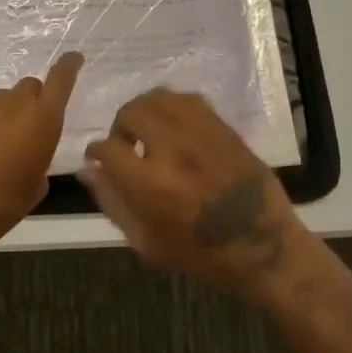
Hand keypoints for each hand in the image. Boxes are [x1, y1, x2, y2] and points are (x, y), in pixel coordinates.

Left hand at [0, 53, 83, 255]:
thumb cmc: (4, 204)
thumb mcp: (36, 185)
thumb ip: (40, 157)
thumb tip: (31, 154)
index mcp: (41, 119)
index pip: (60, 79)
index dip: (68, 66)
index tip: (73, 58)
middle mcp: (11, 103)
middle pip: (28, 87)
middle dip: (30, 102)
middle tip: (25, 128)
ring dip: (1, 117)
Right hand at [80, 89, 309, 296]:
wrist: (263, 246)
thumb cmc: (201, 254)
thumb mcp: (147, 243)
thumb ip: (112, 203)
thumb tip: (88, 170)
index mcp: (150, 183)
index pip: (107, 148)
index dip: (96, 152)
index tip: (98, 158)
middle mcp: (172, 148)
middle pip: (131, 113)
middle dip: (120, 128)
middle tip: (126, 146)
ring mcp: (200, 132)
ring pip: (158, 98)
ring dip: (145, 112)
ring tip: (149, 132)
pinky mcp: (222, 126)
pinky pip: (187, 99)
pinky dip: (172, 107)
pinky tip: (174, 127)